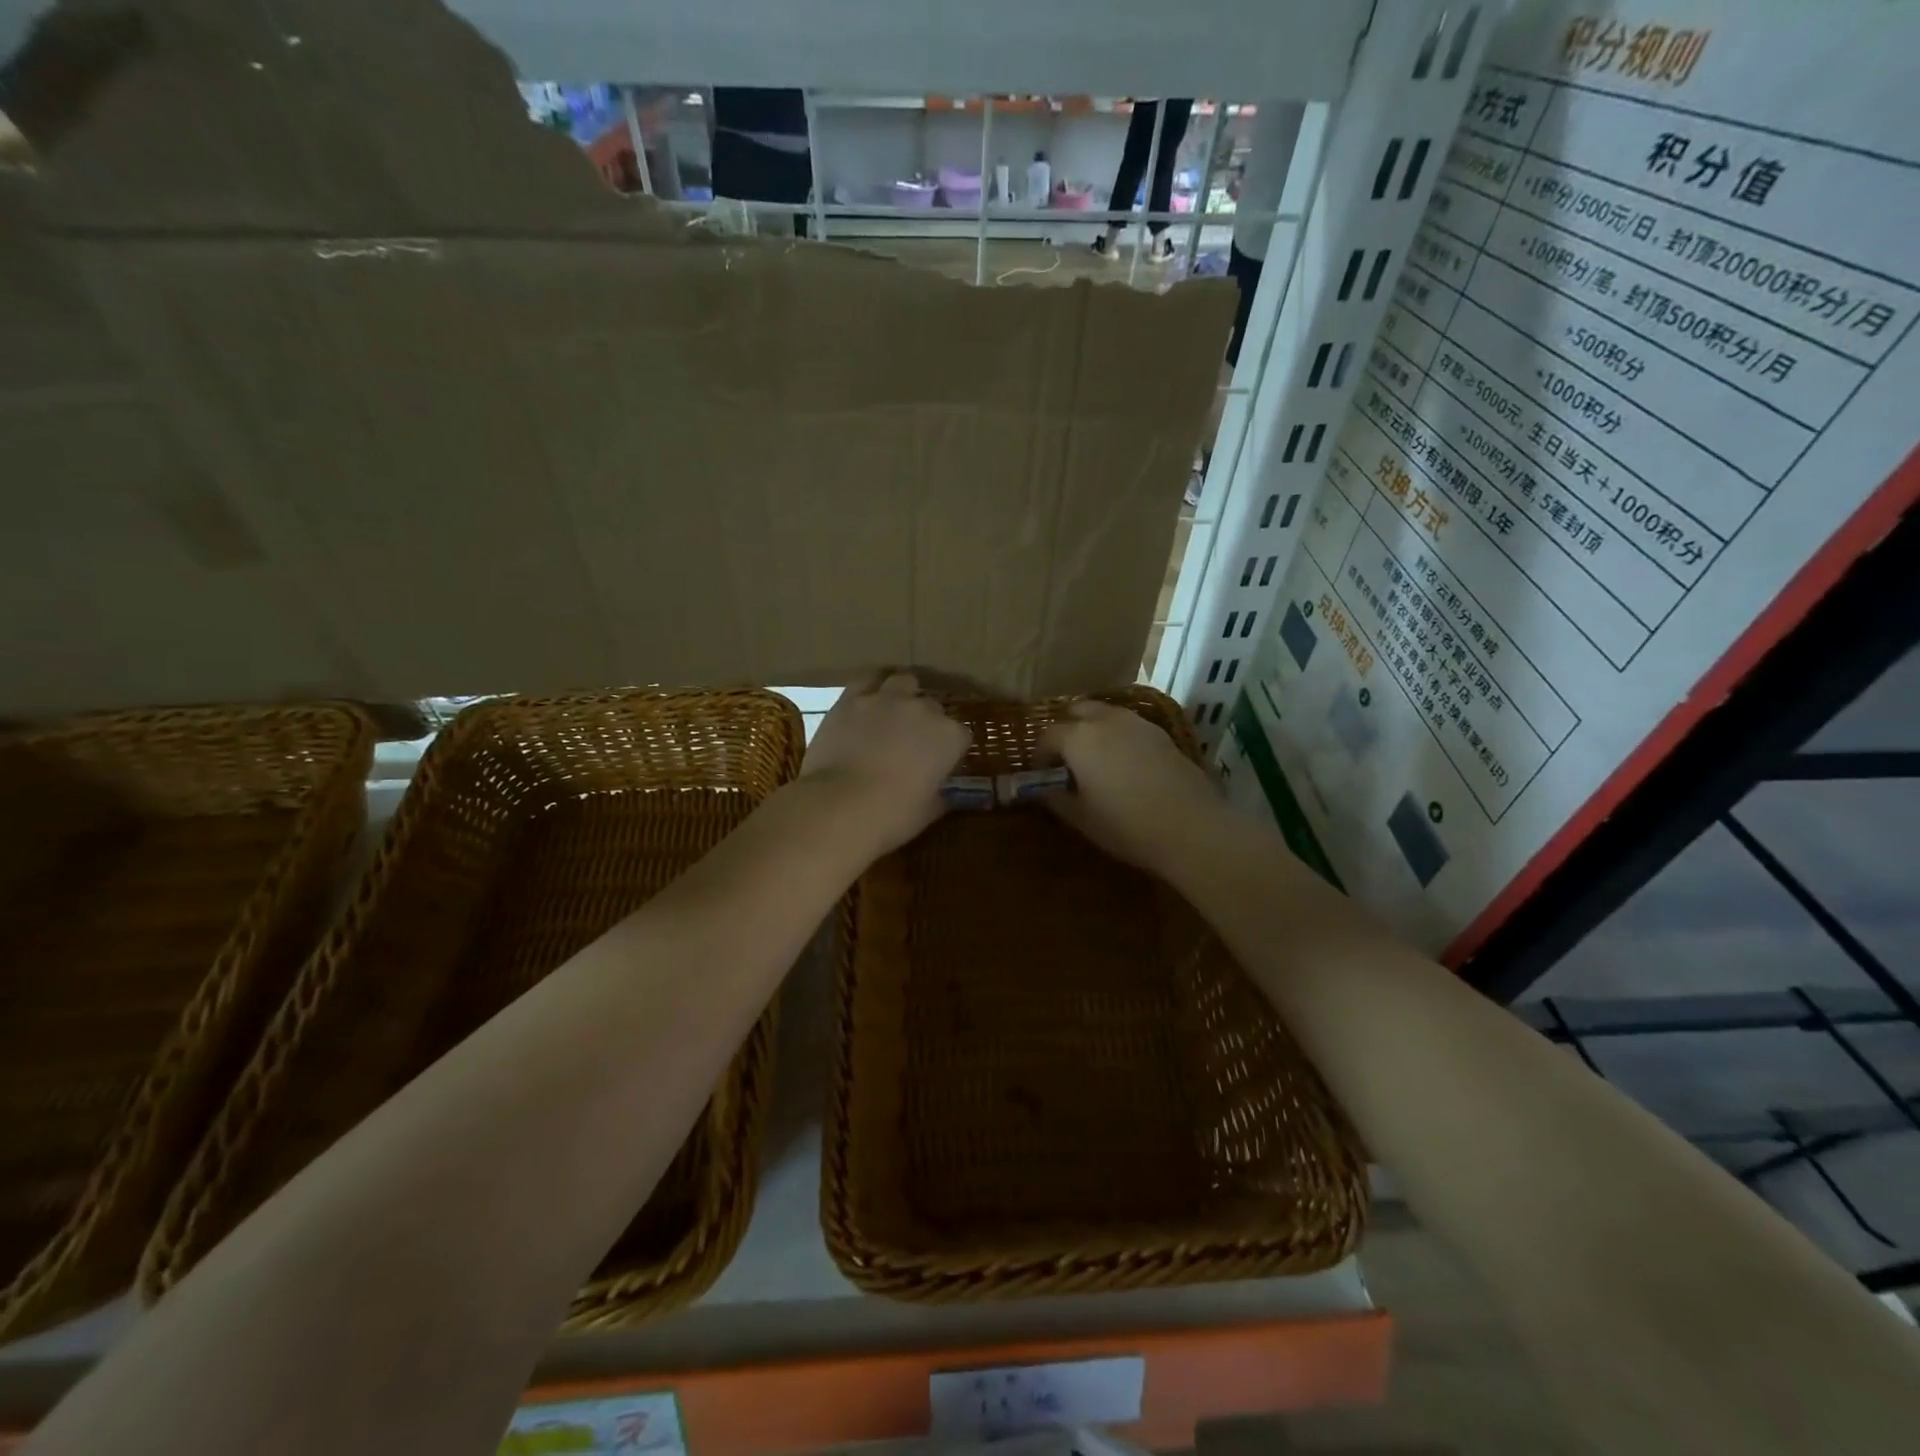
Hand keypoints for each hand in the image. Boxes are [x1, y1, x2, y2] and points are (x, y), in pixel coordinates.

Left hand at [801, 672, 971, 855]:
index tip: (940, 764)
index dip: (951, 750)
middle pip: (933, 707)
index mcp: (949, 737)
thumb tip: (942, 794)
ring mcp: (887, 699)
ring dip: (903, 695)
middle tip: (912, 743)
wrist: (839, 807)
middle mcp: (923, 709)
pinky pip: (866, 682)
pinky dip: (869, 691)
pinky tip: (865, 705)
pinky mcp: (852, 698)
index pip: (961, 736)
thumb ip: (940, 796)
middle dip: (927, 722)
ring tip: (891, 714)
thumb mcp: (927, 812)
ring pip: (904, 683)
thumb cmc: (892, 816)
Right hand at [1038, 699, 1222, 873]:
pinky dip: (1119, 735)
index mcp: (1079, 738)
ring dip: (1094, 728)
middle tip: (1066, 758)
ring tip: (1095, 758)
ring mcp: (1138, 724)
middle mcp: (1106, 721)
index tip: (1043, 775)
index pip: (1048, 735)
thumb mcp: (1081, 818)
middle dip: (1067, 729)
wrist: (1191, 828)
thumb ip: (1054, 799)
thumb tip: (1039, 790)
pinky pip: (1130, 725)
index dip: (1041, 755)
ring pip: (1106, 713)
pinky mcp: (1162, 734)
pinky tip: (1125, 763)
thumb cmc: (1126, 826)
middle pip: (1077, 711)